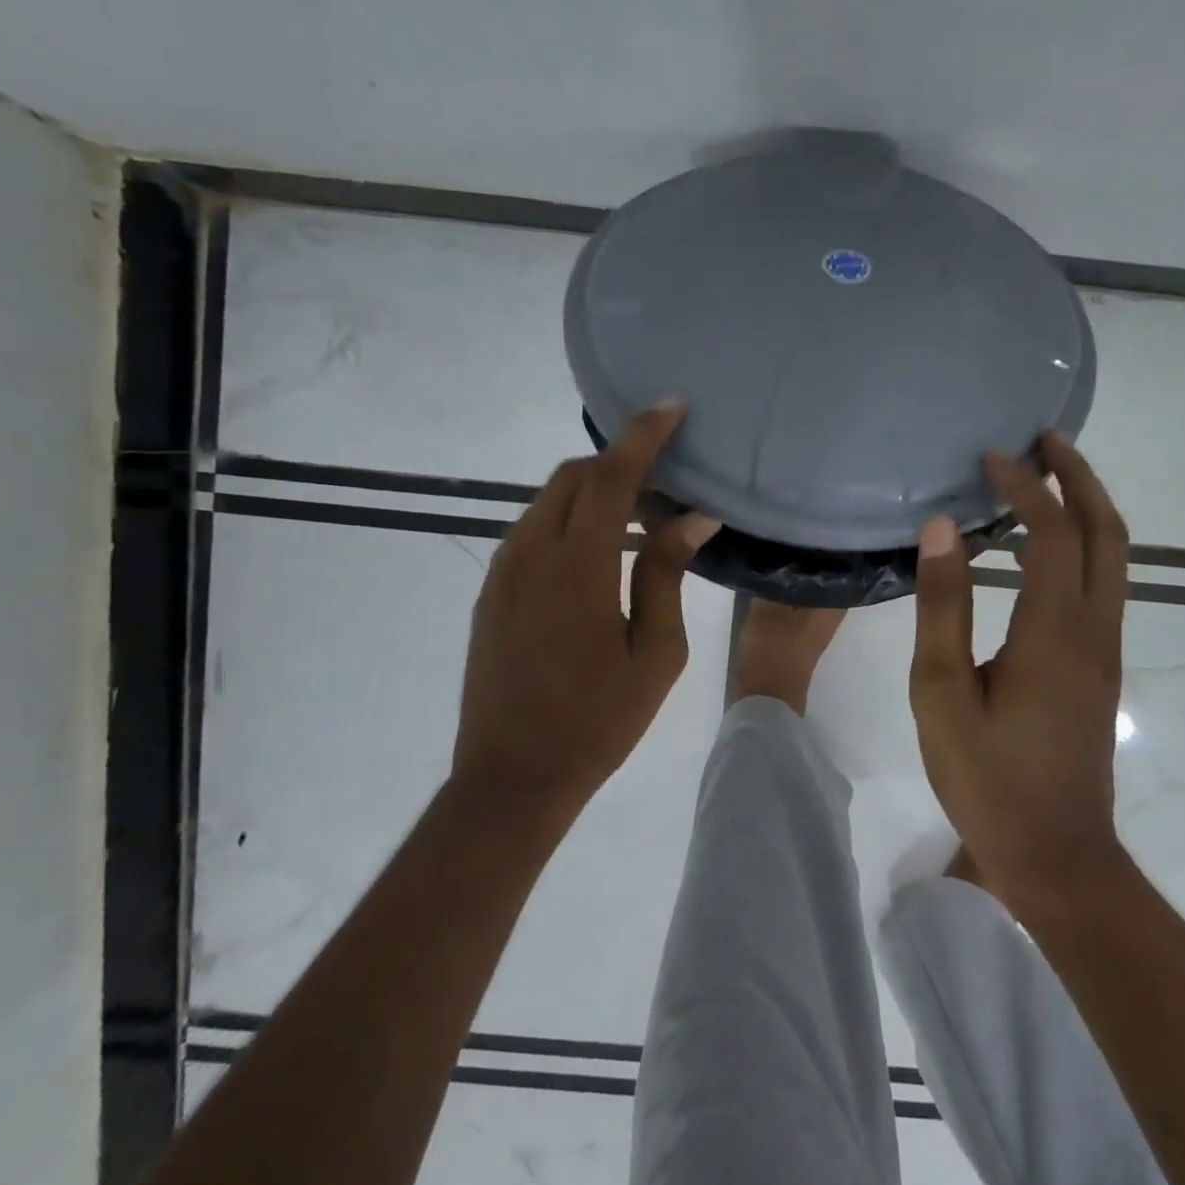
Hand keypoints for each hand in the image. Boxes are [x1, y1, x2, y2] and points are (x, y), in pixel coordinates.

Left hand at [454, 404, 719, 812]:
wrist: (513, 776)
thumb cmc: (599, 719)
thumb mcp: (655, 650)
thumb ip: (665, 573)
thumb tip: (691, 517)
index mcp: (576, 566)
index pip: (611, 476)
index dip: (643, 436)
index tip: (672, 407)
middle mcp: (530, 552)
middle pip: (574, 476)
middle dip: (620, 460)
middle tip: (665, 475)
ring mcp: (504, 570)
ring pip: (550, 500)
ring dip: (594, 491)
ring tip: (639, 515)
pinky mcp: (492, 590)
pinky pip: (534, 530)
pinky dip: (570, 519)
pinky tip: (600, 552)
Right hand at [908, 432, 1130, 902]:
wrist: (1057, 856)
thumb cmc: (988, 778)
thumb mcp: (941, 693)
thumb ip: (943, 608)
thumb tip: (940, 530)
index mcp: (1054, 631)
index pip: (1052, 532)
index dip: (1026, 486)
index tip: (991, 457)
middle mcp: (1094, 629)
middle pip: (1106, 531)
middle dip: (1080, 476)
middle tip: (1044, 440)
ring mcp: (1105, 649)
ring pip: (1114, 556)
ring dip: (1087, 506)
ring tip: (1047, 476)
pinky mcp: (1100, 666)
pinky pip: (1103, 582)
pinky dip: (1082, 543)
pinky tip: (1043, 546)